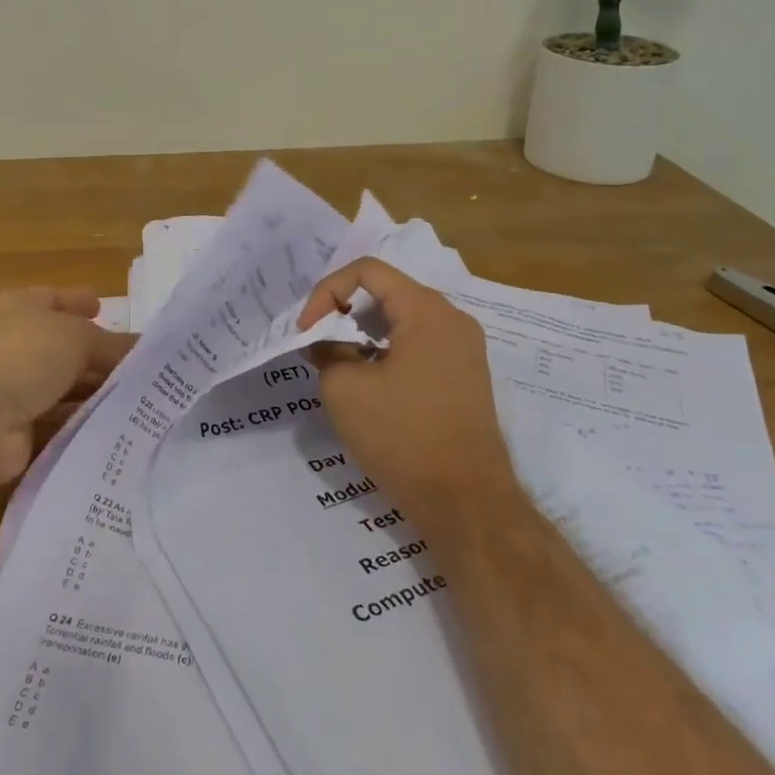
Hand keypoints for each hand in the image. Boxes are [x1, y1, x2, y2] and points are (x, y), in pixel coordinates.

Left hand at [0, 287, 134, 486]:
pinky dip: (79, 425)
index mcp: (16, 307)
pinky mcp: (10, 433)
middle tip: (139, 365)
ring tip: (137, 400)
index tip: (104, 308)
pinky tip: (113, 430)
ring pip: (59, 387)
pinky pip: (54, 424)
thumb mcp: (77, 337)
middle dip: (96, 355)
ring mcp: (6, 389)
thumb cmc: (22, 354)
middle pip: (60, 346)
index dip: (79, 302)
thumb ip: (112, 344)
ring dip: (91, 393)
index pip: (53, 299)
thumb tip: (146, 349)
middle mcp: (9, 344)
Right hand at [298, 258, 519, 532]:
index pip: (367, 271)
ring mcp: (463, 348)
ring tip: (339, 364)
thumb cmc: (403, 436)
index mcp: (426, 310)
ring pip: (402, 319)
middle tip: (318, 344)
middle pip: (386, 292)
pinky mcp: (465, 376)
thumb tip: (324, 342)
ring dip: (364, 333)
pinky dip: (387, 351)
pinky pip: (418, 344)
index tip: (307, 331)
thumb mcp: (344, 388)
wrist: (467, 503)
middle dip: (344, 312)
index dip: (327, 292)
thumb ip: (326, 350)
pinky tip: (369, 383)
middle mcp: (451, 319)